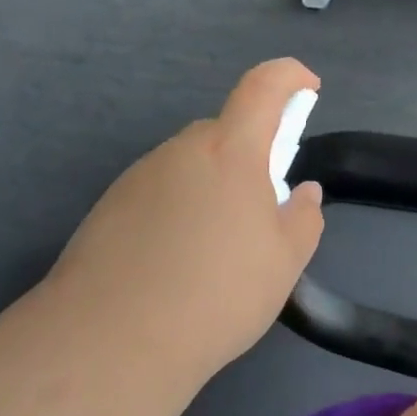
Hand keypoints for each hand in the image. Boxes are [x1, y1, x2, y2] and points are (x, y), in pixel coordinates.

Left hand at [46, 58, 325, 384]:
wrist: (113, 339)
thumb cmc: (218, 293)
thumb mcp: (284, 263)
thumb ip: (303, 219)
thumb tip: (303, 194)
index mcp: (230, 152)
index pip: (263, 87)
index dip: (289, 76)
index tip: (307, 88)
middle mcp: (180, 151)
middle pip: (223, 133)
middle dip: (249, 156)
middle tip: (260, 209)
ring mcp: (139, 176)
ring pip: (189, 166)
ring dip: (211, 188)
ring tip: (214, 251)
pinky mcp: (109, 206)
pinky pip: (158, 192)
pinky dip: (176, 211)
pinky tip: (175, 264)